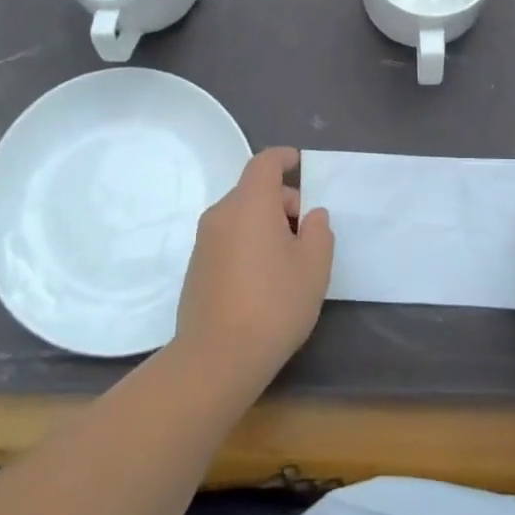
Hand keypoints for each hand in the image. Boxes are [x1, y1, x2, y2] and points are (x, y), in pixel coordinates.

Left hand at [172, 147, 333, 391]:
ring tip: (289, 259)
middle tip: (307, 232)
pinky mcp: (196, 266)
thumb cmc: (274, 304)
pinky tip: (263, 278)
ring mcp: (204, 241)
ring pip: (240, 215)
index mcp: (250, 204)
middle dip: (283, 200)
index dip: (284, 158)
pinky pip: (227, 238)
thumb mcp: (314, 267)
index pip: (264, 163)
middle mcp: (222, 214)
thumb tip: (311, 215)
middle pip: (253, 190)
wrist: (217, 357)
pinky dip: (248, 242)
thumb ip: (318, 231)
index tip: (301, 164)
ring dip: (265, 223)